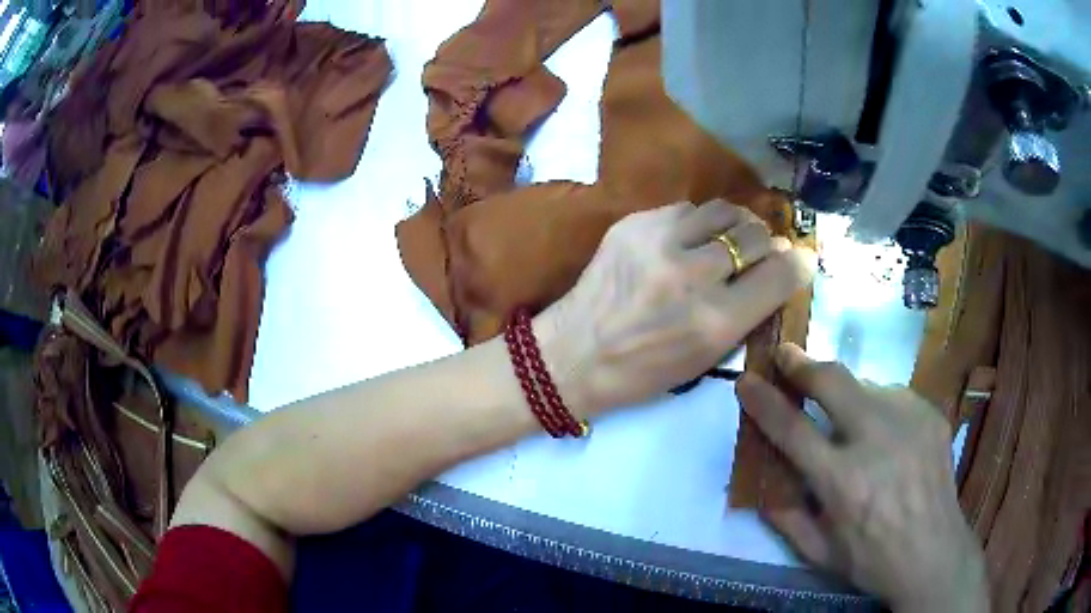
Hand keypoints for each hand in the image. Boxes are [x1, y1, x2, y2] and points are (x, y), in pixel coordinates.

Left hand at [535, 200, 815, 416]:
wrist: (574, 354)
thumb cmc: (645, 370)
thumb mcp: (707, 358)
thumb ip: (748, 312)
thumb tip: (781, 268)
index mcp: (715, 322)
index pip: (780, 274)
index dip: (796, 264)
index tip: (798, 259)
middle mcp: (692, 276)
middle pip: (755, 235)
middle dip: (766, 243)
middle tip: (760, 252)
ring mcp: (659, 242)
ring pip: (722, 212)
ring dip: (733, 227)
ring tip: (726, 242)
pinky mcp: (633, 223)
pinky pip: (685, 209)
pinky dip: (696, 224)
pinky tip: (687, 241)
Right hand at [736, 344, 989, 611]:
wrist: (934, 554)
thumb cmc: (872, 560)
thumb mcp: (819, 553)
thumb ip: (786, 517)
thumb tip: (761, 485)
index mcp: (842, 482)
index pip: (792, 428)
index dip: (764, 401)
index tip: (746, 381)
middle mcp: (876, 440)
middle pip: (833, 381)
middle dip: (802, 364)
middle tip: (786, 355)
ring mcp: (909, 420)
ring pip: (865, 385)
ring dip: (845, 394)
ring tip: (846, 418)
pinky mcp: (930, 414)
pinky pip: (893, 396)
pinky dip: (877, 407)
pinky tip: (884, 433)